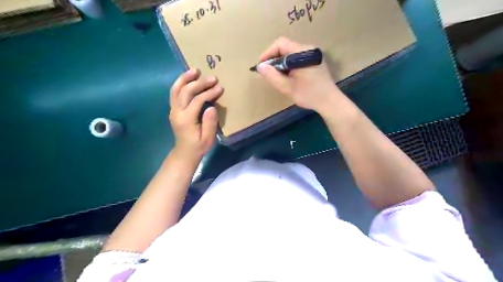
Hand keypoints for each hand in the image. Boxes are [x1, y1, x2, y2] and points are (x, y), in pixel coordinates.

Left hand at [170, 67, 221, 160]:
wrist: (184, 152)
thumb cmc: (198, 146)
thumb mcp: (208, 138)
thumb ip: (210, 123)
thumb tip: (211, 107)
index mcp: (186, 119)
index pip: (197, 100)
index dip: (209, 93)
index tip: (219, 88)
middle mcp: (177, 112)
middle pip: (186, 91)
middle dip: (199, 83)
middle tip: (212, 78)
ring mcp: (173, 110)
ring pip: (176, 89)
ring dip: (185, 78)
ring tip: (195, 70)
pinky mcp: (173, 109)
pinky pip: (174, 93)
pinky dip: (180, 83)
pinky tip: (188, 78)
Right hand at [259, 36, 341, 112]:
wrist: (330, 102)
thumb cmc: (309, 95)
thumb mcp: (288, 87)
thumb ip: (273, 76)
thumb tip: (260, 67)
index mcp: (303, 53)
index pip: (281, 44)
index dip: (268, 53)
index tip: (261, 66)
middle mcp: (308, 49)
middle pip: (285, 47)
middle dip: (274, 59)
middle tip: (267, 73)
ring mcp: (313, 54)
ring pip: (291, 53)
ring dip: (281, 62)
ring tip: (276, 76)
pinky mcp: (314, 60)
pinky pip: (297, 58)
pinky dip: (289, 65)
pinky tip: (287, 76)